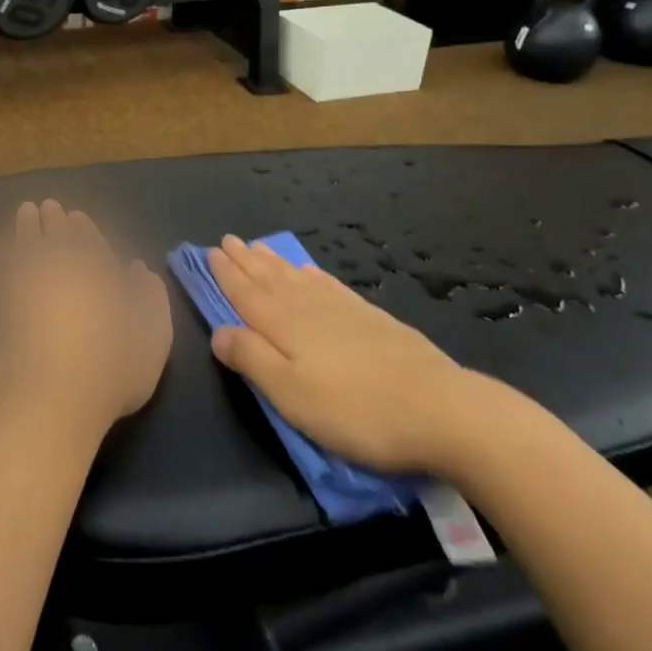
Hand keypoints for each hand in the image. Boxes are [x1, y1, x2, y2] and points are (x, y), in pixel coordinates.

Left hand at [0, 201, 172, 438]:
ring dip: (24, 227)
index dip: (82, 228)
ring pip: (22, 245)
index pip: (88, 242)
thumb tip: (139, 270)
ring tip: (24, 213)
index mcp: (97, 274)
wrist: (49, 401)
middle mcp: (58, 270)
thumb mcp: (152, 339)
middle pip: (53, 237)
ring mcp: (22, 285)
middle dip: (51, 219)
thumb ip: (150, 299)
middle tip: (44, 206)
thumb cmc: (111, 373)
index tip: (74, 216)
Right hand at [208, 235, 483, 473]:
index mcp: (285, 326)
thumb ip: (251, 359)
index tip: (210, 252)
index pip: (247, 294)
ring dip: (275, 263)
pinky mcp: (373, 320)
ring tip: (259, 247)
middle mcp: (310, 308)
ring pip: (299, 278)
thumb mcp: (290, 394)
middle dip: (246, 261)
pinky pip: (332, 286)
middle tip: (228, 240)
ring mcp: (344, 311)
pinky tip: (311, 271)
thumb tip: (218, 331)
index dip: (227, 274)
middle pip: (270, 279)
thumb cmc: (355, 410)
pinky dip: (315, 275)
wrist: (441, 410)